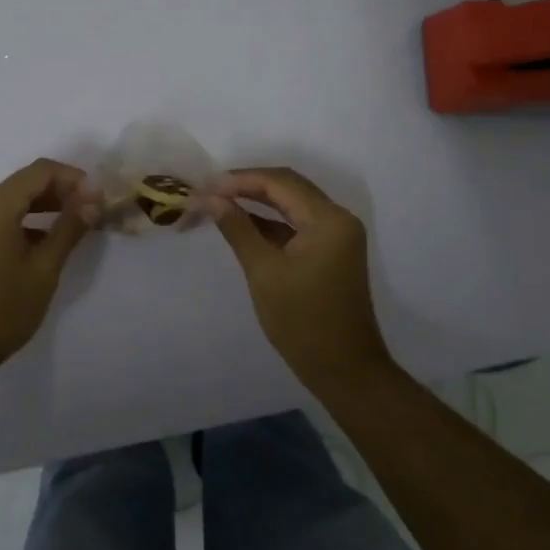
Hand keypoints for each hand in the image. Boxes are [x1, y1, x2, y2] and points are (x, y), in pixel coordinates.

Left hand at [0, 158, 92, 380]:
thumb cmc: (2, 309)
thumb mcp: (44, 269)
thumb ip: (70, 228)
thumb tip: (93, 199)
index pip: (40, 171)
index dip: (74, 178)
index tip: (100, 198)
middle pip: (26, 182)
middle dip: (62, 190)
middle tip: (94, 210)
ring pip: (15, 199)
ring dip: (47, 205)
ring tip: (79, 223)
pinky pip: (3, 217)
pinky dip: (29, 220)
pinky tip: (50, 240)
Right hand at [207, 166, 394, 388]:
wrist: (344, 370)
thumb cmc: (302, 322)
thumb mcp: (264, 272)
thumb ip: (238, 229)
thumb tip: (210, 198)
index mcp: (328, 219)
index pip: (279, 182)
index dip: (239, 179)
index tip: (205, 186)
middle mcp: (337, 218)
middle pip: (288, 186)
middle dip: (247, 185)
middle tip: (209, 191)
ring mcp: (336, 234)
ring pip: (292, 203)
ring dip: (257, 200)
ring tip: (218, 202)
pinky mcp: (331, 250)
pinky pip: (297, 223)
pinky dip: (270, 221)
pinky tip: (241, 222)